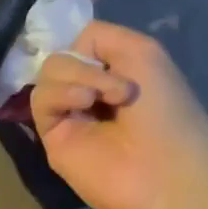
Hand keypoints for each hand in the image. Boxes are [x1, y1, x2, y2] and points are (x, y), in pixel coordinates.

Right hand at [31, 21, 207, 208]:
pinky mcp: (52, 135)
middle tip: (119, 89)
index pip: (81, 41)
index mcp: (116, 71)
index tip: (114, 56)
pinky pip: (41, 98)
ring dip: (79, 76)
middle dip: (87, 63)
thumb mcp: (144, 51)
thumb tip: (72, 52)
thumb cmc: (166, 110)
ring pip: (49, 71)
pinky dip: (62, 93)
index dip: (88, 43)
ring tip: (103, 98)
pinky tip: (85, 103)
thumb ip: (100, 35)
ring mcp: (71, 112)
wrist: (165, 172)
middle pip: (62, 54)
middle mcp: (92, 89)